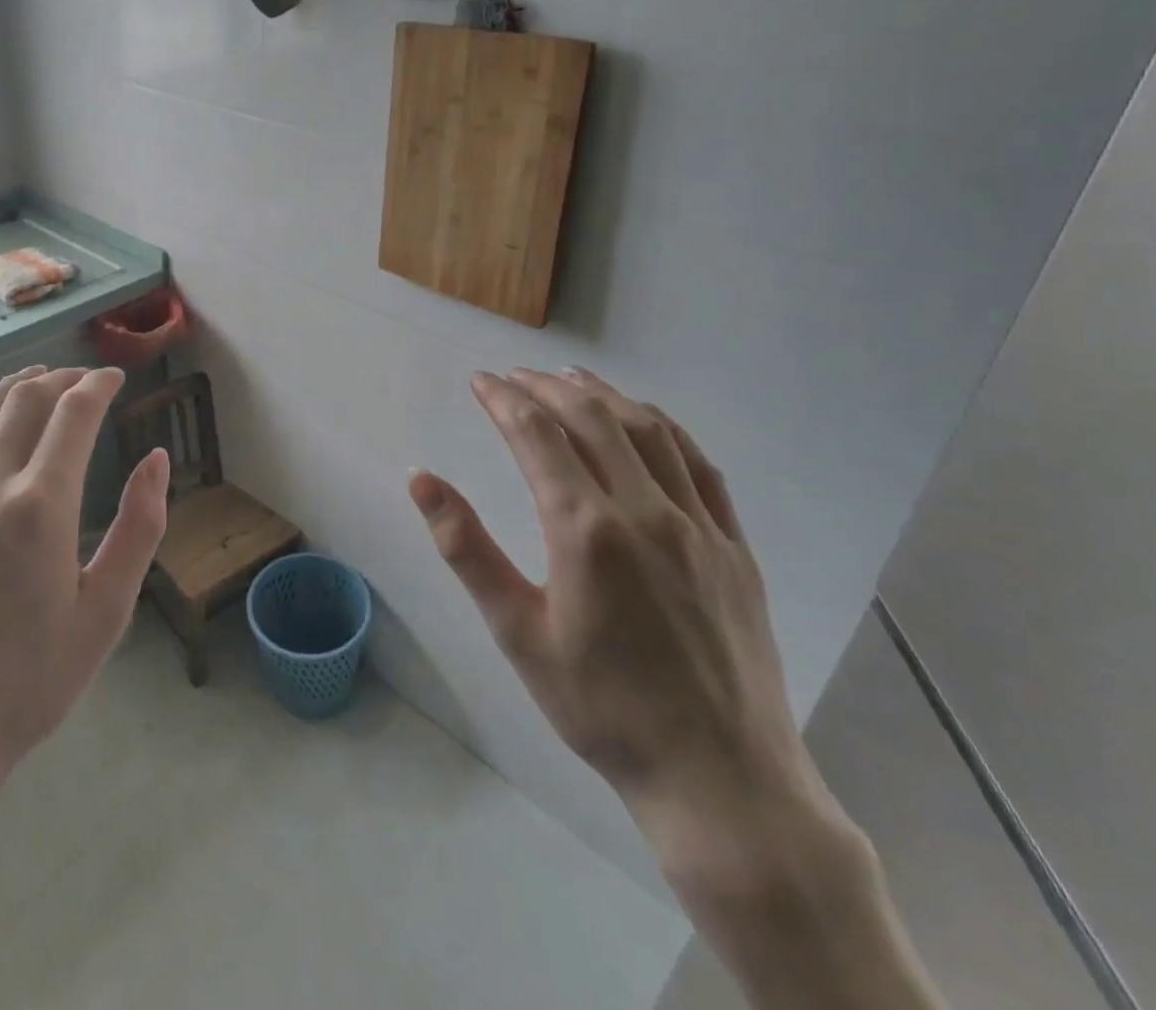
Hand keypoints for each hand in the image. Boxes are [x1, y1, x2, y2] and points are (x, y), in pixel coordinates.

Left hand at [0, 365, 170, 827]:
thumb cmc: (27, 683)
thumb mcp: (105, 613)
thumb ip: (139, 528)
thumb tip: (157, 460)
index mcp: (41, 505)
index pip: (73, 413)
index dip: (99, 385)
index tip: (116, 378)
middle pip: (25, 400)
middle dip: (61, 378)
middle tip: (84, 379)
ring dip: (11, 387)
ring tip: (35, 382)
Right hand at [410, 368, 834, 886]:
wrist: (719, 779)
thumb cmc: (601, 707)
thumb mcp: (517, 632)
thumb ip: (466, 548)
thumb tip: (421, 479)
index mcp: (585, 530)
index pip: (536, 436)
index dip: (504, 400)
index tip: (480, 381)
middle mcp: (645, 510)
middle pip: (592, 419)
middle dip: (545, 388)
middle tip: (513, 376)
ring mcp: (698, 525)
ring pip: (648, 431)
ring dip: (603, 395)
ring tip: (569, 377)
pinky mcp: (734, 546)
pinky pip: (699, 465)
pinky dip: (664, 428)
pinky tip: (646, 420)